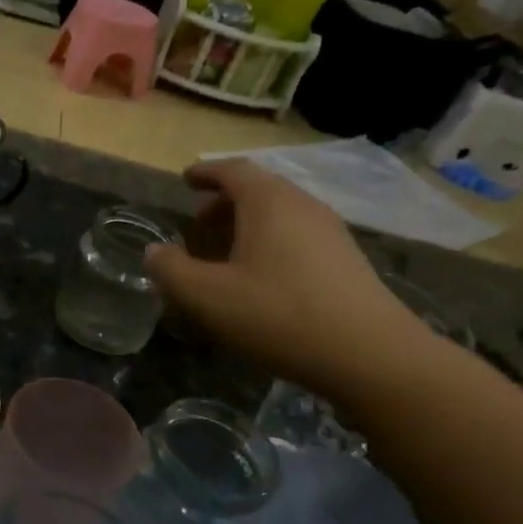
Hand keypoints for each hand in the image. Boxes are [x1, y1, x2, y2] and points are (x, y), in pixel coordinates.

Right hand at [146, 159, 428, 395]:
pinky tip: (261, 279)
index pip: (232, 170)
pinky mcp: (345, 259)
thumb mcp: (207, 297)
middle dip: (224, 202)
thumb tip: (153, 251)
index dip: (205, 173)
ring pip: (280, 214)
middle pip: (258, 189)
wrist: (368, 353)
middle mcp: (302, 205)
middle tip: (199, 225)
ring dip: (248, 225)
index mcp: (268, 202)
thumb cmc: (278, 315)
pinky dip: (271, 243)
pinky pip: (298, 236)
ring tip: (226, 254)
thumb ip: (171, 271)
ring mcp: (330, 231)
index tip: (186, 180)